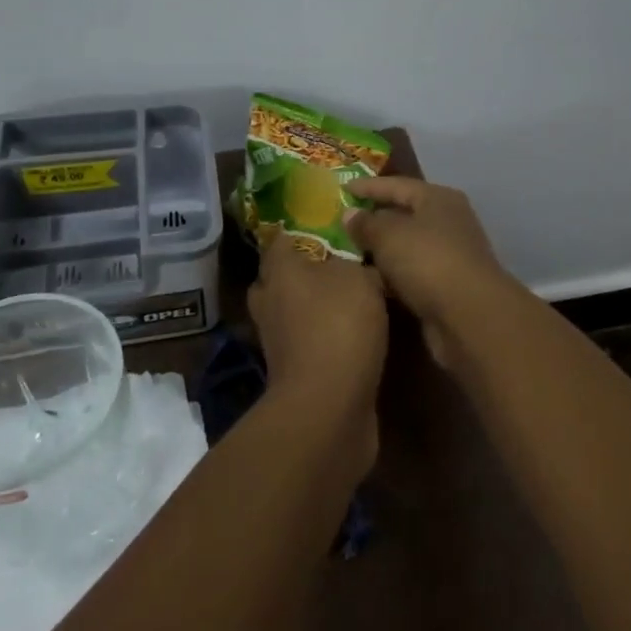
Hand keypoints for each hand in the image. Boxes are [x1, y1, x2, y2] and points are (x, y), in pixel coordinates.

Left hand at [246, 236, 388, 475]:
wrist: (329, 405)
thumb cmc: (339, 325)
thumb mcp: (360, 279)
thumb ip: (357, 264)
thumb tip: (357, 264)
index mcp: (279, 271)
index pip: (281, 239)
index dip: (302, 230)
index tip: (329, 226)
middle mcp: (270, 302)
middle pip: (280, 278)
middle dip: (304, 271)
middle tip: (340, 264)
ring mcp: (278, 341)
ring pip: (293, 311)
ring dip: (314, 307)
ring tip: (352, 300)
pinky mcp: (293, 371)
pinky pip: (307, 342)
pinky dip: (324, 337)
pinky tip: (353, 334)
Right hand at [344, 177, 516, 369]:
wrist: (469, 316)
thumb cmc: (428, 262)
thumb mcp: (389, 236)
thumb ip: (366, 223)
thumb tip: (350, 214)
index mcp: (438, 198)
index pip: (397, 185)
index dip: (368, 186)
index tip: (341, 188)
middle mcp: (448, 221)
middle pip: (404, 214)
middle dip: (373, 218)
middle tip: (340, 223)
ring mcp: (449, 255)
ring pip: (406, 246)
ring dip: (381, 249)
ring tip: (346, 252)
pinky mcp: (446, 286)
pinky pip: (410, 272)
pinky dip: (390, 274)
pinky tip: (368, 279)